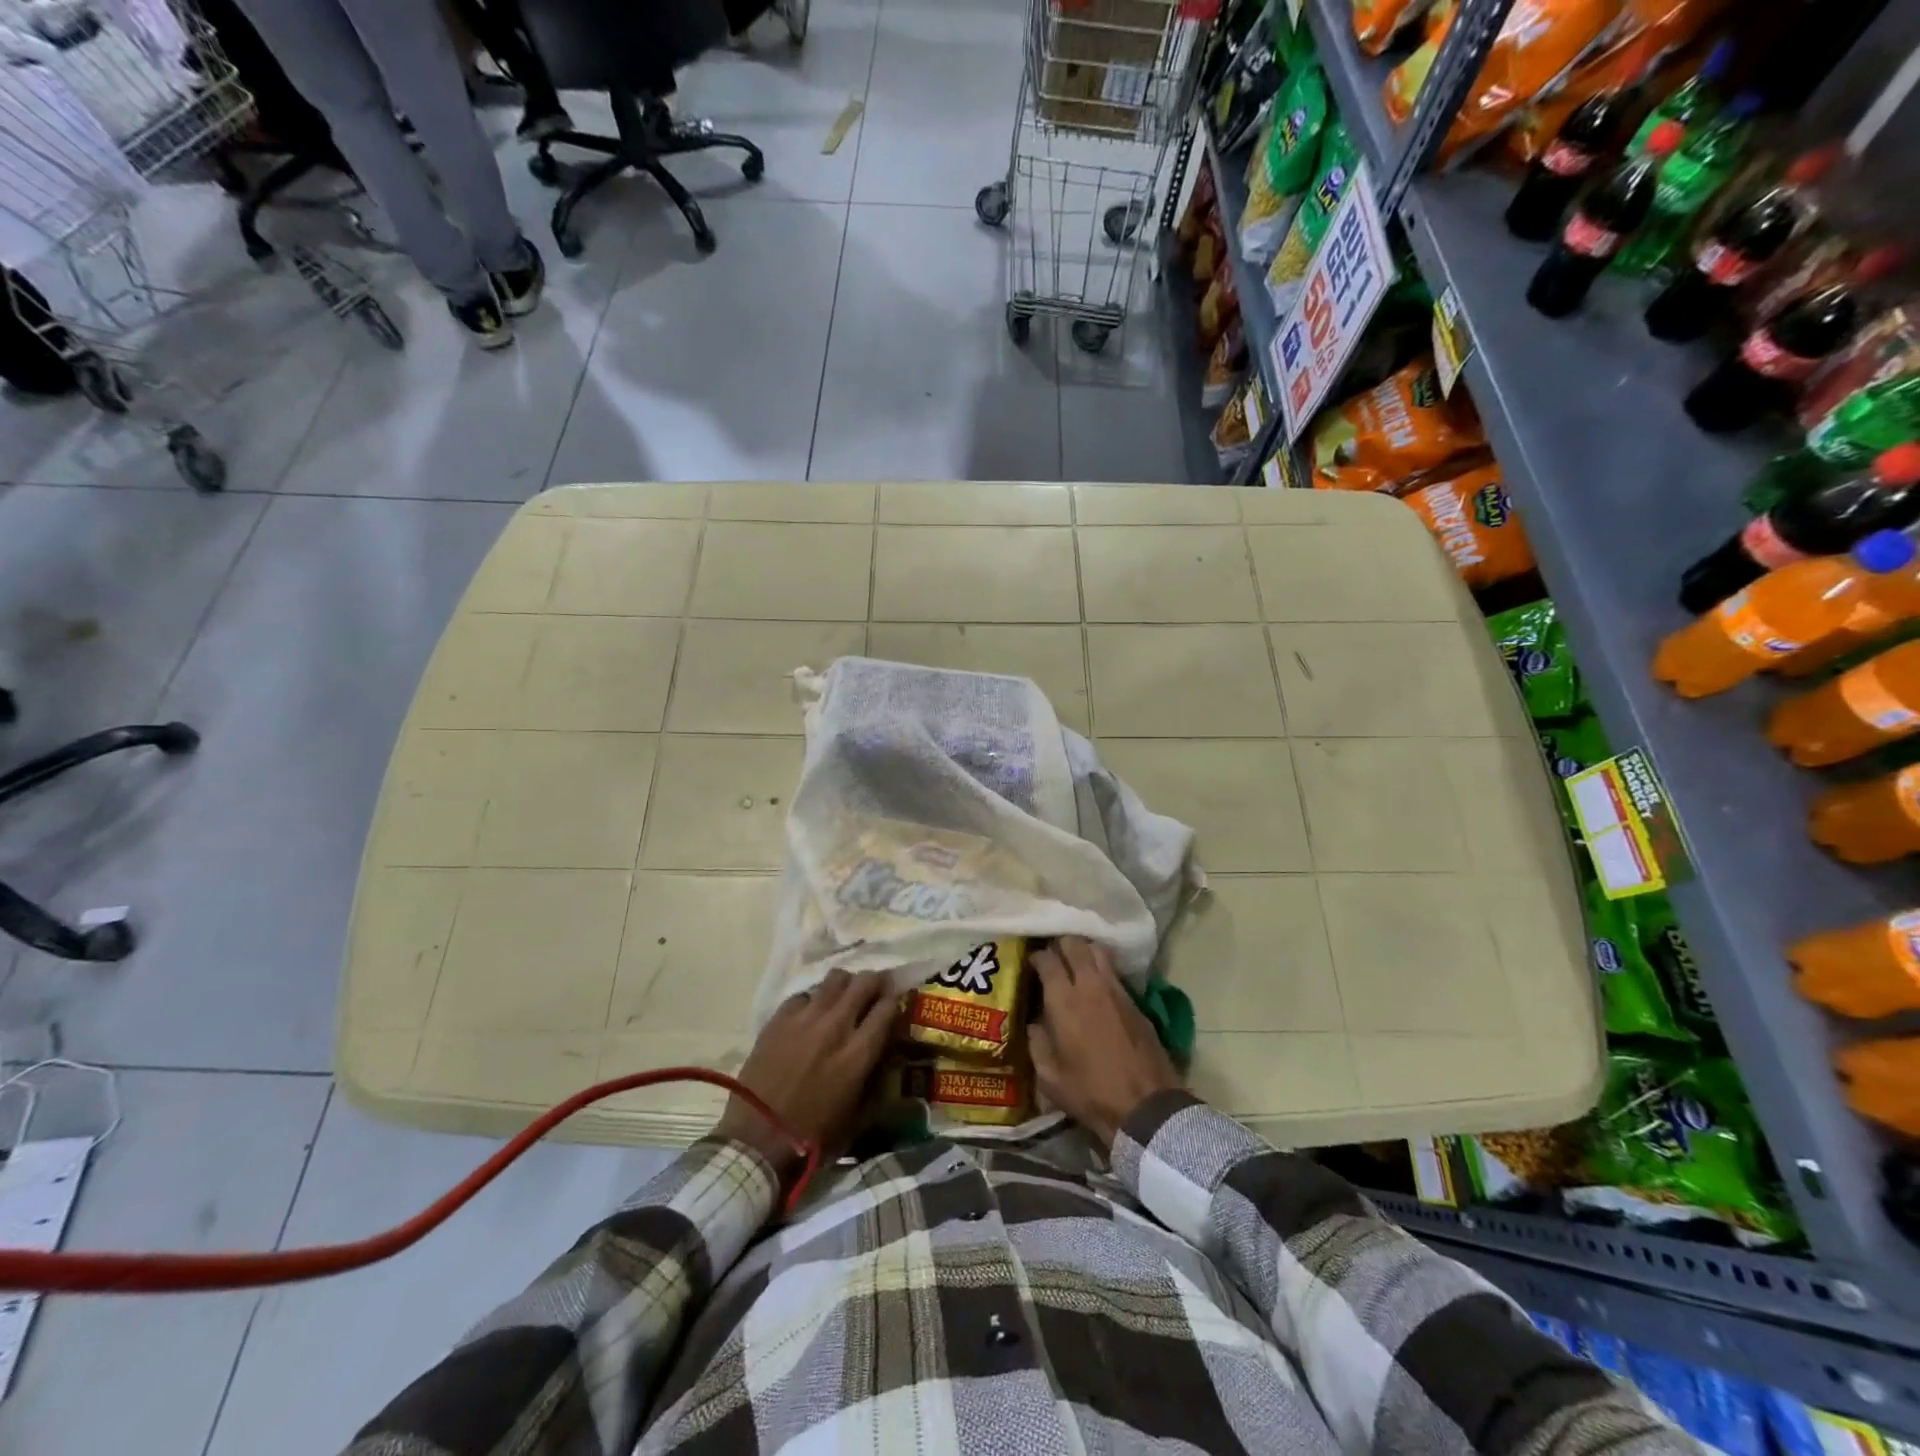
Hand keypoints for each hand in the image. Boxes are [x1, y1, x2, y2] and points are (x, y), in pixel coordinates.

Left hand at [714, 968, 897, 1178]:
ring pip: (836, 978)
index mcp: (858, 1053)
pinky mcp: (779, 1018)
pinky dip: (813, 1000)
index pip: (888, 1007)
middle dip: (875, 983)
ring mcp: (805, 1018)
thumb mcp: (857, 1116)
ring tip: (844, 997)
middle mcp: (836, 1026)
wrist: (756, 1139)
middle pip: (865, 982)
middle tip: (875, 992)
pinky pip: (804, 994)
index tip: (895, 1005)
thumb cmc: (812, 1136)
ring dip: (846, 984)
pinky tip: (810, 1015)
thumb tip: (888, 1057)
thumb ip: (877, 1081)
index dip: (895, 1001)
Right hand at [1029, 937, 1180, 1151]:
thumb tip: (1033, 1023)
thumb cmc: (1091, 1093)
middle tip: (1052, 958)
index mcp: (1064, 1000)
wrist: (1146, 1106)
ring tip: (1074, 964)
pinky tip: (1096, 985)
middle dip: (1060, 945)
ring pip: (1097, 950)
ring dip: (1083, 951)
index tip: (1030, 963)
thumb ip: (1036, 1043)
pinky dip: (1101, 968)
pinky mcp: (1135, 1000)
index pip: (1047, 959)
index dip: (1036, 956)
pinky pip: (1114, 971)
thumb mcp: (1049, 1077)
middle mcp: (1090, 984)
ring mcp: (1116, 989)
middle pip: (1074, 944)